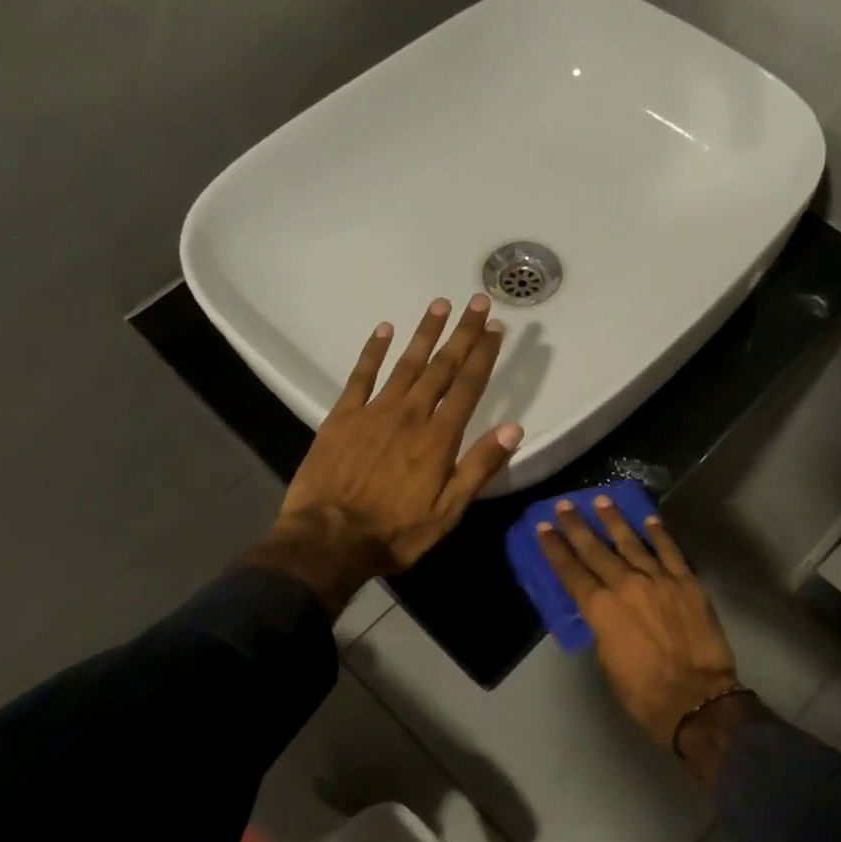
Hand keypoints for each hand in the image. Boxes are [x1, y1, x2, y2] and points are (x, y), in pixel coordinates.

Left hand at [247, 294, 522, 613]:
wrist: (327, 540)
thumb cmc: (394, 533)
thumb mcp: (447, 511)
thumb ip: (479, 468)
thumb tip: (513, 428)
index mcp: (438, 439)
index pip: (468, 387)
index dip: (484, 355)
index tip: (497, 328)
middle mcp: (410, 415)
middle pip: (442, 367)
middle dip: (462, 333)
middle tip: (477, 302)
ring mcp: (374, 412)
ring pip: (406, 364)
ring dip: (424, 333)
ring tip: (440, 304)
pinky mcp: (342, 417)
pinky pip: (360, 376)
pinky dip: (373, 351)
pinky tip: (384, 329)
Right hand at [536, 498, 741, 746]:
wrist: (695, 697)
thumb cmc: (643, 690)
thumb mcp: (607, 660)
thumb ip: (602, 626)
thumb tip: (602, 609)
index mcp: (601, 609)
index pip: (571, 572)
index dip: (555, 549)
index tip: (543, 528)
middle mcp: (626, 585)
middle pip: (596, 550)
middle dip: (577, 527)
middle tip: (564, 505)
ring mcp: (659, 579)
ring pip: (632, 542)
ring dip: (614, 521)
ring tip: (601, 500)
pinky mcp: (687, 582)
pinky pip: (670, 551)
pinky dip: (659, 534)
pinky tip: (650, 518)